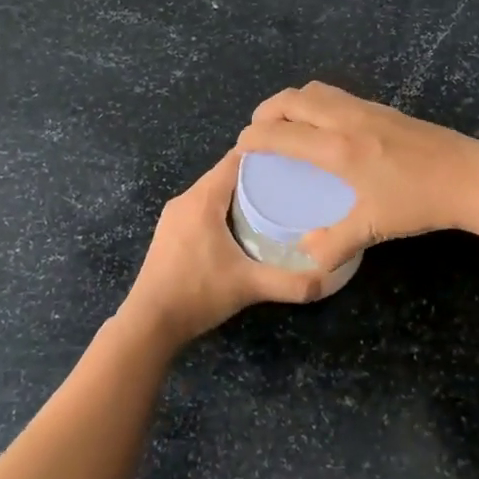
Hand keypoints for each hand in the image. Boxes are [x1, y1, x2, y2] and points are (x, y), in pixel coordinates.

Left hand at [118, 149, 328, 345]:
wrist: (149, 323)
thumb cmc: (198, 294)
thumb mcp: (249, 286)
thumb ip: (291, 283)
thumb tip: (329, 279)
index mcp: (202, 199)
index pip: (235, 160)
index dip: (264, 155)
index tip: (292, 160)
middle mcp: (185, 199)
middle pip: (225, 175)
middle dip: (256, 176)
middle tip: (289, 184)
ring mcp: (173, 217)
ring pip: (212, 192)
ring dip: (238, 194)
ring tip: (271, 203)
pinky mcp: (169, 233)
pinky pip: (201, 208)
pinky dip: (222, 209)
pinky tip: (241, 227)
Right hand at [236, 81, 478, 270]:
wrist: (471, 177)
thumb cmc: (419, 201)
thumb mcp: (374, 226)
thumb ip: (335, 242)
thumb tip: (305, 256)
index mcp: (338, 148)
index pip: (282, 132)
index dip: (254, 137)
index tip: (240, 148)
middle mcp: (347, 120)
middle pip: (294, 99)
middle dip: (267, 110)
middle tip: (257, 130)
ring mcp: (367, 109)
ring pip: (317, 91)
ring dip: (292, 101)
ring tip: (285, 123)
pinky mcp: (384, 109)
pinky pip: (337, 96)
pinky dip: (316, 102)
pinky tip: (324, 125)